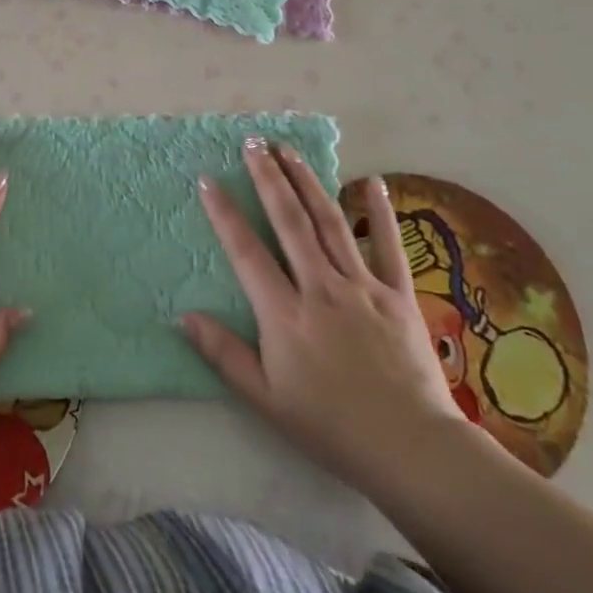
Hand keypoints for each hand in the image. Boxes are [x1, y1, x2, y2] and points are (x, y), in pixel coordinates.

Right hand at [181, 140, 469, 499]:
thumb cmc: (331, 427)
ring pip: (329, 222)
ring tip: (288, 150)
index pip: (246, 251)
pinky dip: (378, 212)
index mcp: (285, 314)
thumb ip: (223, 354)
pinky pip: (388, 245)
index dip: (225, 213)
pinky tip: (371, 182)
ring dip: (306, 182)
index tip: (209, 180)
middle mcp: (320, 288)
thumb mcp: (265, 399)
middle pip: (289, 221)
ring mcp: (362, 286)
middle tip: (253, 143)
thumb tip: (181, 316)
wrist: (412, 449)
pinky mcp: (398, 293)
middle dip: (268, 178)